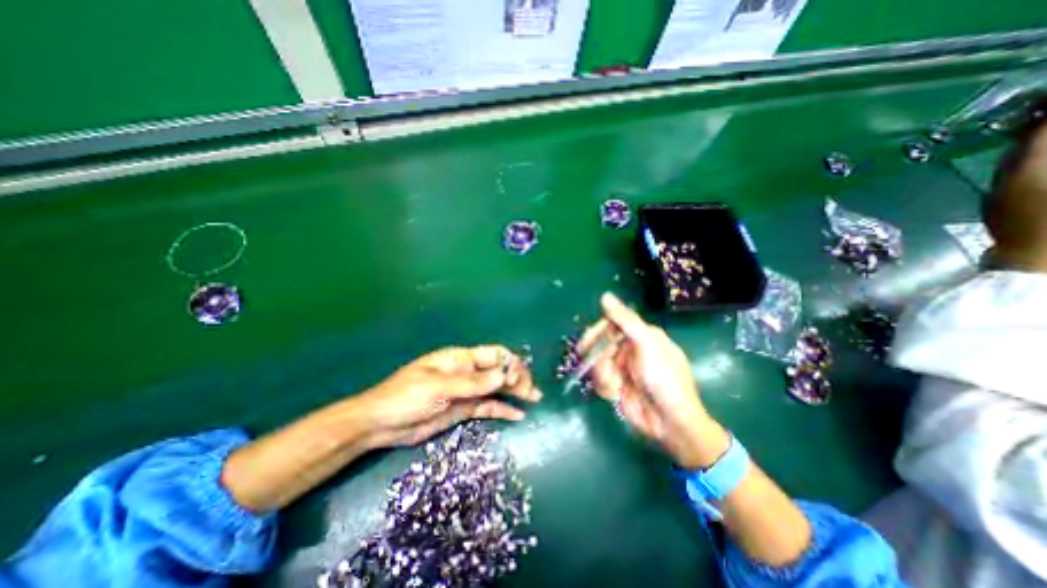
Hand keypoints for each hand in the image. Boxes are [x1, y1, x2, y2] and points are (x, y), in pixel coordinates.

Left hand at [355, 343, 544, 448]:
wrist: (380, 425)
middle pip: (498, 370)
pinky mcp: (463, 409)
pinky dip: (503, 409)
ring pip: (496, 388)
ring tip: (534, 399)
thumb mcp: (438, 387)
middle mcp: (467, 372)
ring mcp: (466, 391)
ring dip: (515, 392)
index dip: (509, 364)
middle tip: (532, 392)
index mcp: (460, 359)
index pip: (493, 354)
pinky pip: (488, 406)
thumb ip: (472, 382)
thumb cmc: (405, 397)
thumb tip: (503, 374)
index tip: (517, 380)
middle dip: (517, 377)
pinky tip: (517, 414)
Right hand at [582, 295, 729, 468]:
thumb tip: (605, 296)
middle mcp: (630, 348)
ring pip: (597, 363)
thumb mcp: (647, 344)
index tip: (587, 344)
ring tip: (616, 387)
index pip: (611, 324)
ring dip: (603, 376)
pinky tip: (615, 395)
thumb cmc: (664, 379)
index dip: (597, 333)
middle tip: (602, 369)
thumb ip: (625, 320)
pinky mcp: (616, 385)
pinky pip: (599, 379)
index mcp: (641, 335)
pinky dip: (604, 387)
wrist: (670, 424)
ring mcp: (622, 367)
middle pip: (600, 344)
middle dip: (600, 359)